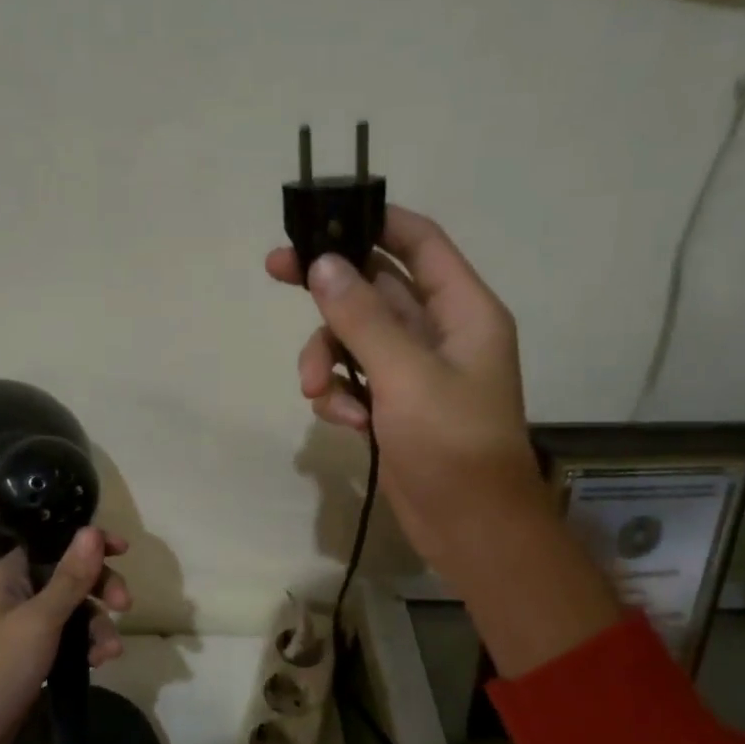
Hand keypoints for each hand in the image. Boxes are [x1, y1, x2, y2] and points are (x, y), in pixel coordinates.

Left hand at [0, 527, 129, 743]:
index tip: (124, 550)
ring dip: (97, 625)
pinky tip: (99, 663)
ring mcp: (22, 625)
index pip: (54, 542)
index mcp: (7, 573)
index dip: (89, 543)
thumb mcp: (40, 620)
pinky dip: (85, 646)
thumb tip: (93, 530)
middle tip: (125, 605)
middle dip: (100, 589)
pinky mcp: (31, 654)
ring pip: (73, 609)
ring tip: (110, 653)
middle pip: (69, 575)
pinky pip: (67, 637)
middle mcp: (14, 592)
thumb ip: (70, 577)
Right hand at [266, 206, 546, 579]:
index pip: (420, 242)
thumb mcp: (405, 376)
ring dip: (326, 358)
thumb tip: (323, 264)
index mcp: (462, 311)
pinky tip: (345, 423)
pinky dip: (340, 396)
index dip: (376, 221)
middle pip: (375, 287)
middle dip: (328, 289)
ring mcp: (414, 372)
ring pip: (355, 338)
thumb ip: (362, 318)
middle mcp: (439, 333)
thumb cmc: (451, 445)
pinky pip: (354, 380)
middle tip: (275, 271)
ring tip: (314, 390)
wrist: (469, 527)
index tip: (324, 216)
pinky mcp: (393, 406)